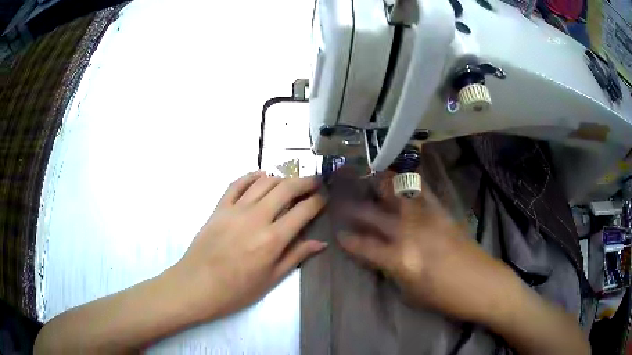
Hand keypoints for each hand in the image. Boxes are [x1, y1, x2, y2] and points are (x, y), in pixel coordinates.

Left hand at [173, 171, 326, 319]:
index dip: (318, 200)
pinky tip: (261, 176)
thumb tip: (321, 243)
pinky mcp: (219, 207)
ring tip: (291, 181)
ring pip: (263, 182)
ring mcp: (235, 209)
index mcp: (273, 239)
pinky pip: (237, 184)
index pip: (303, 211)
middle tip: (315, 181)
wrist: (197, 286)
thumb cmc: (236, 290)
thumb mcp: (271, 280)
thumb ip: (296, 257)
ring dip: (281, 177)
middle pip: (286, 188)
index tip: (326, 195)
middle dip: (305, 181)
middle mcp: (256, 218)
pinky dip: (251, 176)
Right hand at [336, 173, 511, 322]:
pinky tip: (403, 178)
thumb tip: (381, 257)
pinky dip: (410, 183)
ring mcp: (427, 219)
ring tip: (369, 176)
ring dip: (381, 184)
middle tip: (341, 200)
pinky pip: (423, 191)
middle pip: (375, 216)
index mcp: (400, 259)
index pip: (365, 246)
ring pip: (398, 193)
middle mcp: (410, 233)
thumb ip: (392, 272)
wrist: (481, 284)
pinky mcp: (442, 212)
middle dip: (355, 209)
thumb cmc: (444, 297)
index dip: (349, 241)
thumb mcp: (410, 293)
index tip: (338, 234)